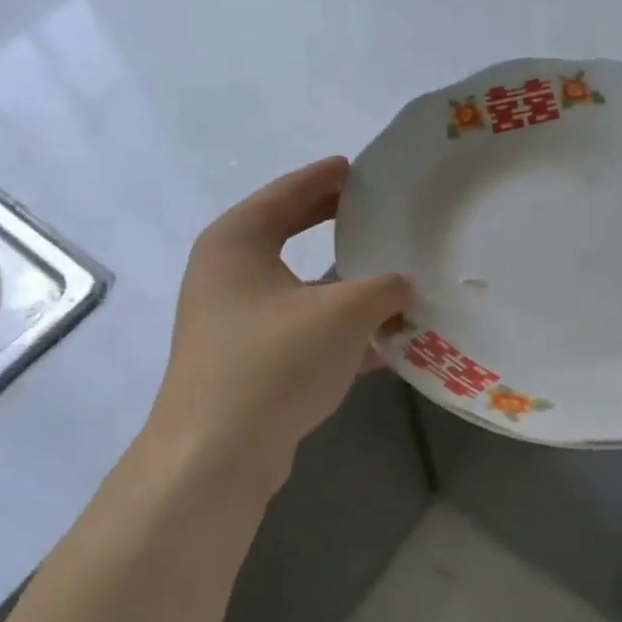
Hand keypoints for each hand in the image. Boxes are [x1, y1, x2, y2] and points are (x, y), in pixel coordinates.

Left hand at [149, 157, 410, 494]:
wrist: (217, 455)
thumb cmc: (275, 361)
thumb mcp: (343, 313)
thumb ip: (384, 288)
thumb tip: (404, 284)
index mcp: (237, 242)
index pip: (286, 194)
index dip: (324, 178)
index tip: (358, 167)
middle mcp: (227, 276)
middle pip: (288, 236)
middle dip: (334, 227)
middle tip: (379, 214)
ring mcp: (234, 323)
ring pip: (299, 290)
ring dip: (344, 287)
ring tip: (393, 278)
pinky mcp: (247, 364)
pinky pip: (301, 331)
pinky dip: (337, 331)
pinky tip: (381, 343)